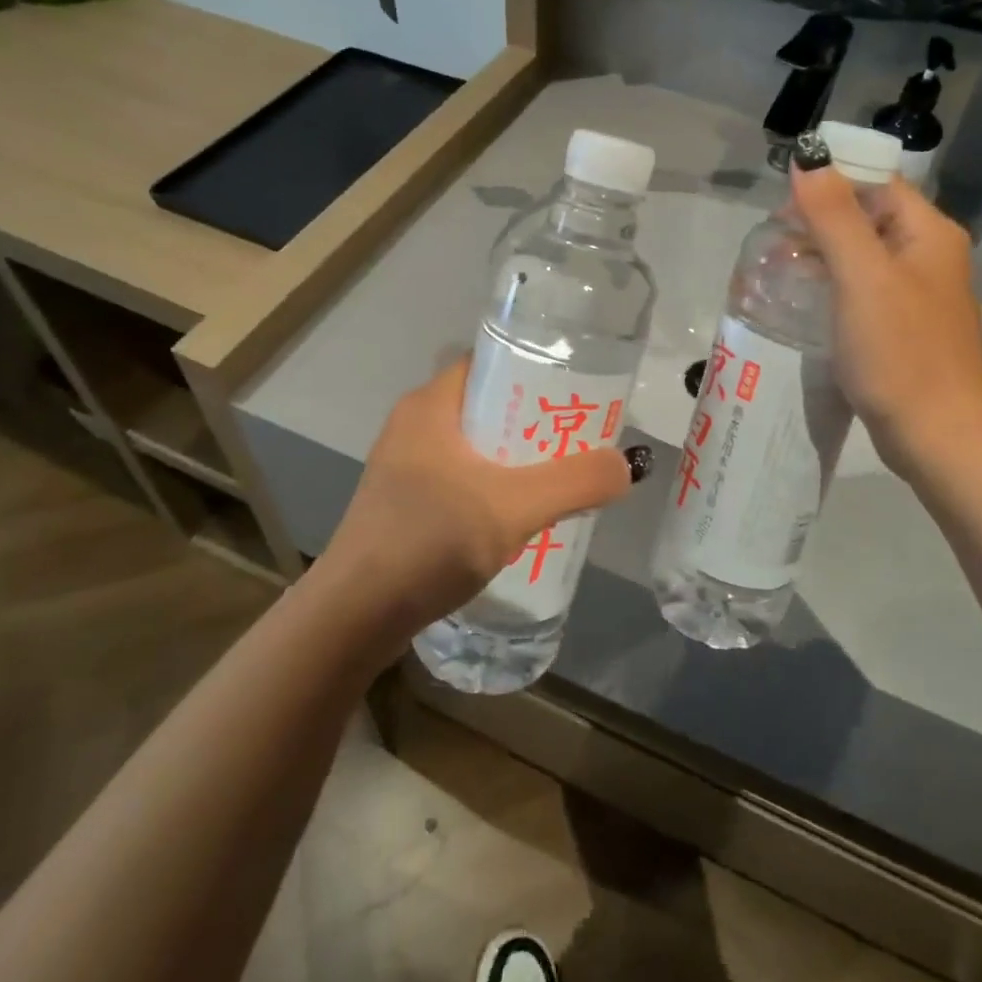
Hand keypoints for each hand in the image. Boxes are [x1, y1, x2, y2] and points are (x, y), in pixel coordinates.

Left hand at [318, 358, 635, 647]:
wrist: (353, 618)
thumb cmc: (428, 541)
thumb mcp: (513, 508)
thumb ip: (575, 483)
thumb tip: (627, 465)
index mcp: (431, 405)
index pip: (490, 363)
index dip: (534, 369)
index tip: (576, 391)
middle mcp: (414, 424)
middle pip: (488, 404)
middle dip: (534, 419)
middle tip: (579, 438)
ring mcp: (404, 465)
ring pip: (475, 445)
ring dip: (516, 458)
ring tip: (560, 476)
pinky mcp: (403, 502)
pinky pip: (460, 477)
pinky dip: (493, 486)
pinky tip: (519, 515)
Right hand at [790, 164, 981, 476]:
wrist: (938, 436)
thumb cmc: (899, 352)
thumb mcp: (861, 277)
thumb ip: (833, 215)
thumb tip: (809, 158)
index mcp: (929, 233)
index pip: (876, 183)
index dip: (830, 183)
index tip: (783, 206)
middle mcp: (931, 256)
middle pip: (869, 216)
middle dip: (821, 220)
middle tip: (775, 242)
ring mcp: (920, 294)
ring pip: (865, 255)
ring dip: (824, 254)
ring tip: (781, 268)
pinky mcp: (907, 327)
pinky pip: (866, 289)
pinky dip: (836, 286)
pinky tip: (808, 302)